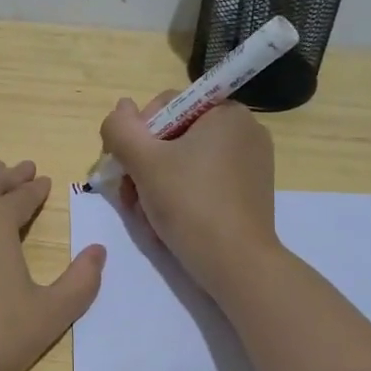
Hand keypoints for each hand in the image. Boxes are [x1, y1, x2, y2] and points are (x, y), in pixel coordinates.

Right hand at [98, 93, 279, 298]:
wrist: (236, 264)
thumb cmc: (190, 204)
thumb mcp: (144, 162)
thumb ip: (121, 129)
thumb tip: (121, 107)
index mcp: (226, 113)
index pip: (166, 106)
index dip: (137, 134)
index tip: (125, 166)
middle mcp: (244, 132)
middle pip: (173, 137)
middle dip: (144, 166)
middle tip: (129, 196)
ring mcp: (250, 164)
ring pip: (184, 163)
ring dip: (155, 185)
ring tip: (144, 215)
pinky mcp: (248, 193)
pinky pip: (203, 183)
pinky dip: (179, 197)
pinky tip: (165, 222)